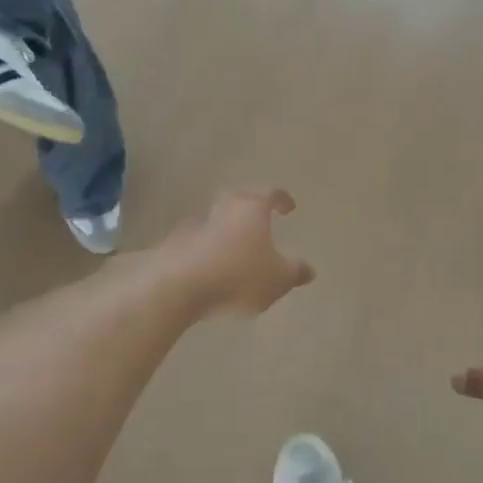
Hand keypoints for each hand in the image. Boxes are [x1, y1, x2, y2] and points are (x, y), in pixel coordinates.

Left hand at [166, 188, 315, 316]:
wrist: (178, 288)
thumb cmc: (238, 275)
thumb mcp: (278, 278)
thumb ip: (295, 272)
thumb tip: (308, 269)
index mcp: (250, 208)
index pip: (270, 194)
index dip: (282, 200)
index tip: (289, 207)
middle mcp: (222, 209)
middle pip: (238, 201)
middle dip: (250, 210)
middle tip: (260, 221)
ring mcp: (194, 226)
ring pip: (217, 222)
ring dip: (228, 231)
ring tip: (238, 249)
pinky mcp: (174, 246)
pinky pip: (199, 243)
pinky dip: (209, 250)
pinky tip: (214, 268)